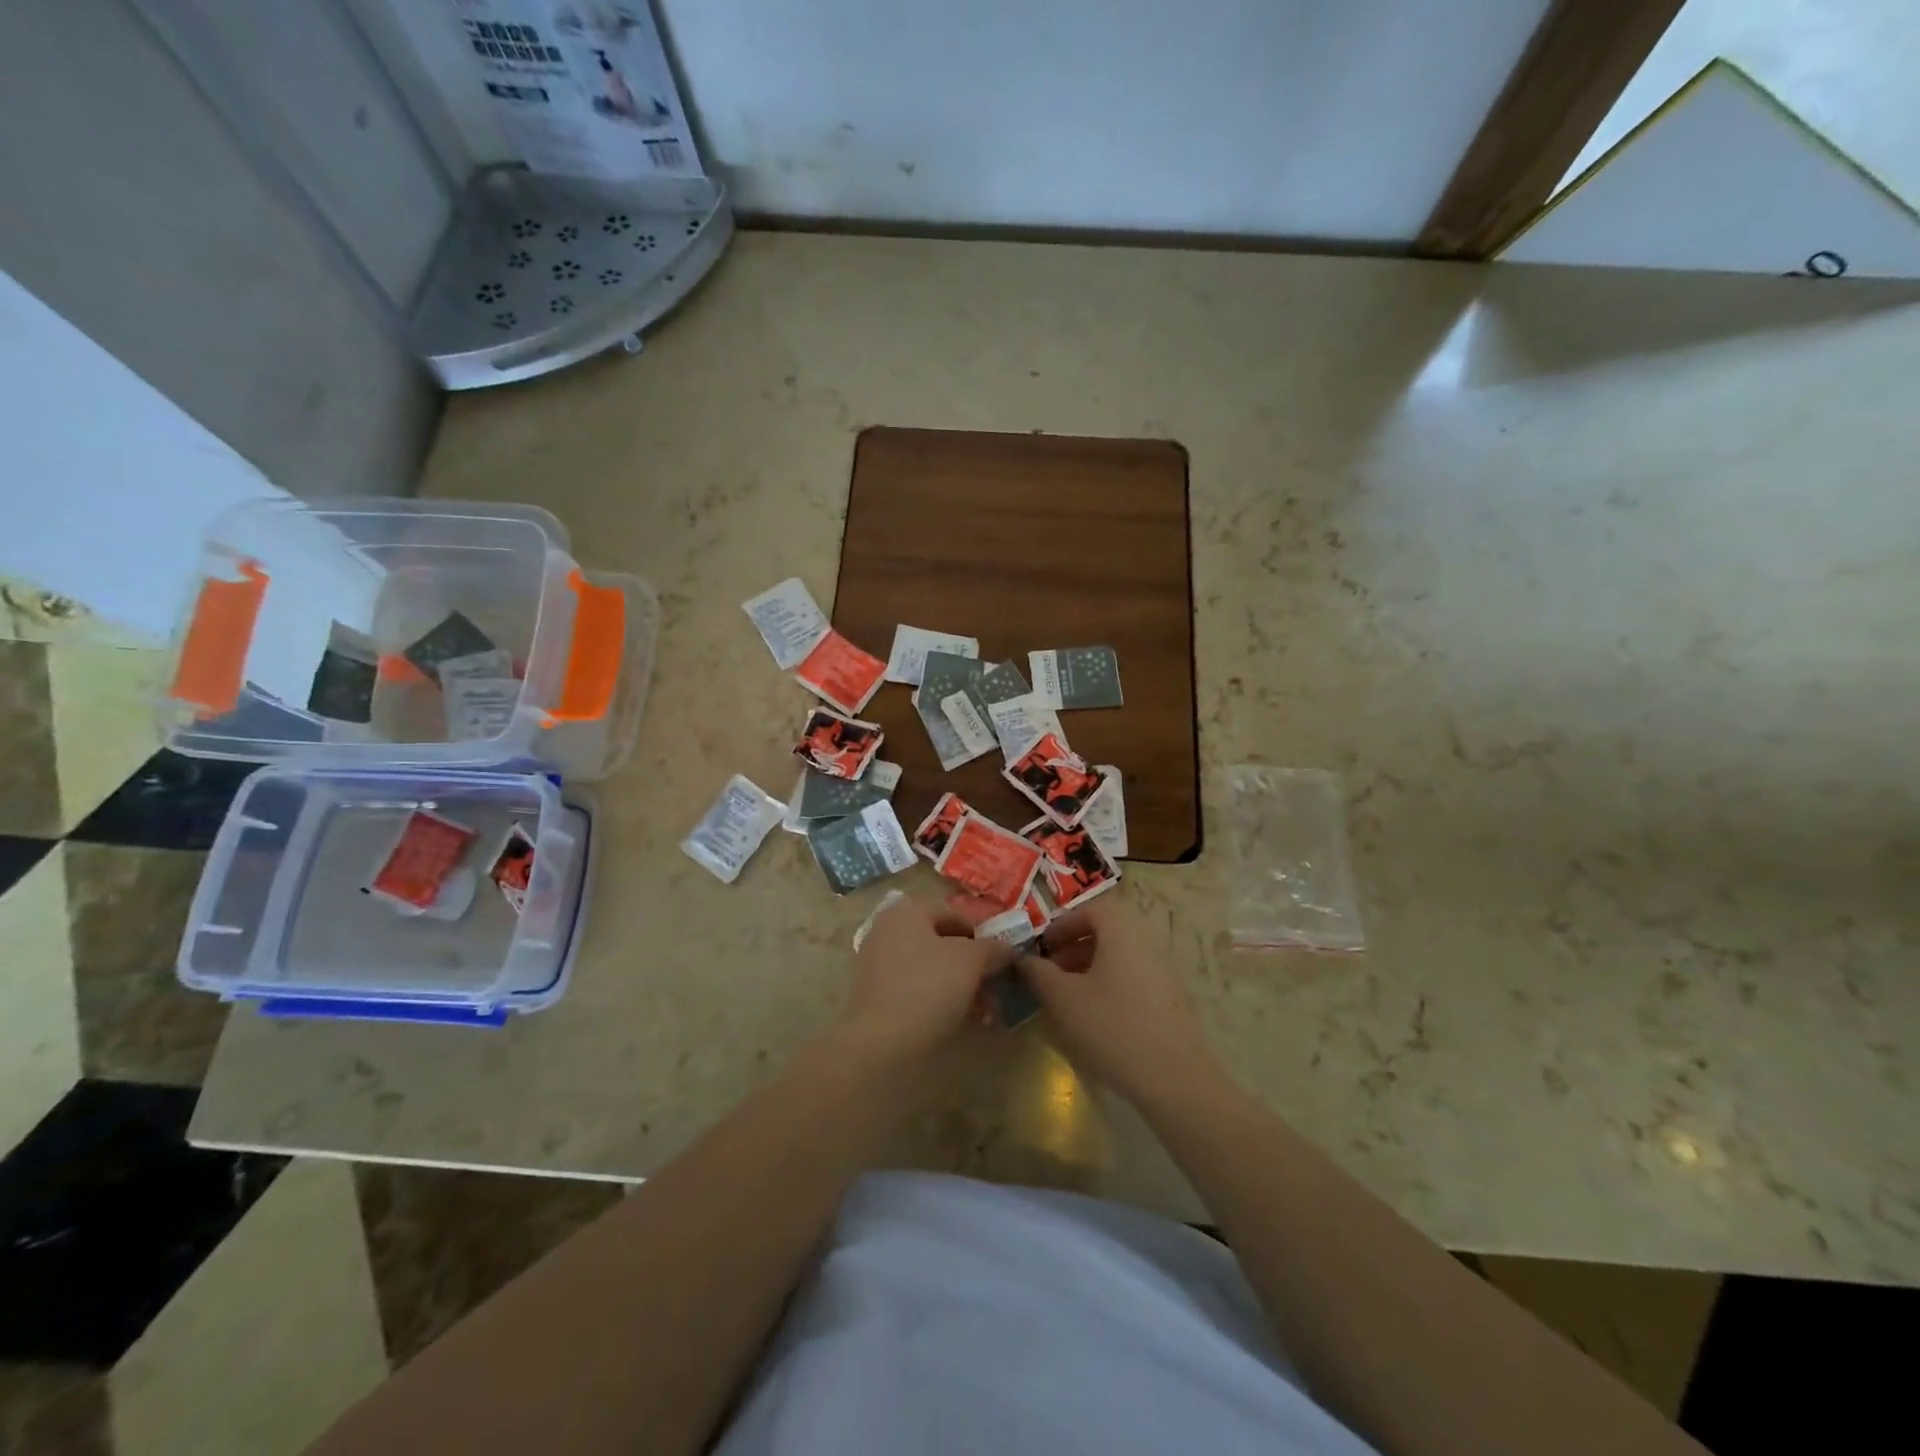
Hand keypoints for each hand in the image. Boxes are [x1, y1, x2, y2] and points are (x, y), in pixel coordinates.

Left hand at [845, 896, 1012, 1055]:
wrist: (883, 1042)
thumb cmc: (930, 986)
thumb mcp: (972, 960)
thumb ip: (993, 948)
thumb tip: (1009, 949)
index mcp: (906, 911)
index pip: (954, 914)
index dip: (982, 934)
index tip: (1002, 958)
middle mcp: (888, 931)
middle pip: (942, 943)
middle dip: (974, 966)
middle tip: (996, 987)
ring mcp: (879, 965)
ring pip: (932, 969)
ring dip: (962, 986)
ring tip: (987, 1012)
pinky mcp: (877, 998)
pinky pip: (918, 991)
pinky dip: (942, 1001)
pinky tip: (965, 1021)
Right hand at [1022, 898, 1221, 1105]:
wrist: (1174, 1079)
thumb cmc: (1112, 1027)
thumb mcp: (1064, 998)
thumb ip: (1038, 973)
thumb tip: (1022, 959)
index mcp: (1122, 931)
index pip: (1091, 909)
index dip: (1062, 924)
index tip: (1042, 947)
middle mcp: (1147, 942)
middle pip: (1106, 931)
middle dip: (1073, 947)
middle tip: (1049, 972)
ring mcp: (1163, 971)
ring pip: (1118, 956)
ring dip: (1089, 968)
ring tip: (1066, 996)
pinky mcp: (1170, 999)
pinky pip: (1132, 977)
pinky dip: (1108, 984)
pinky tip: (1094, 1017)